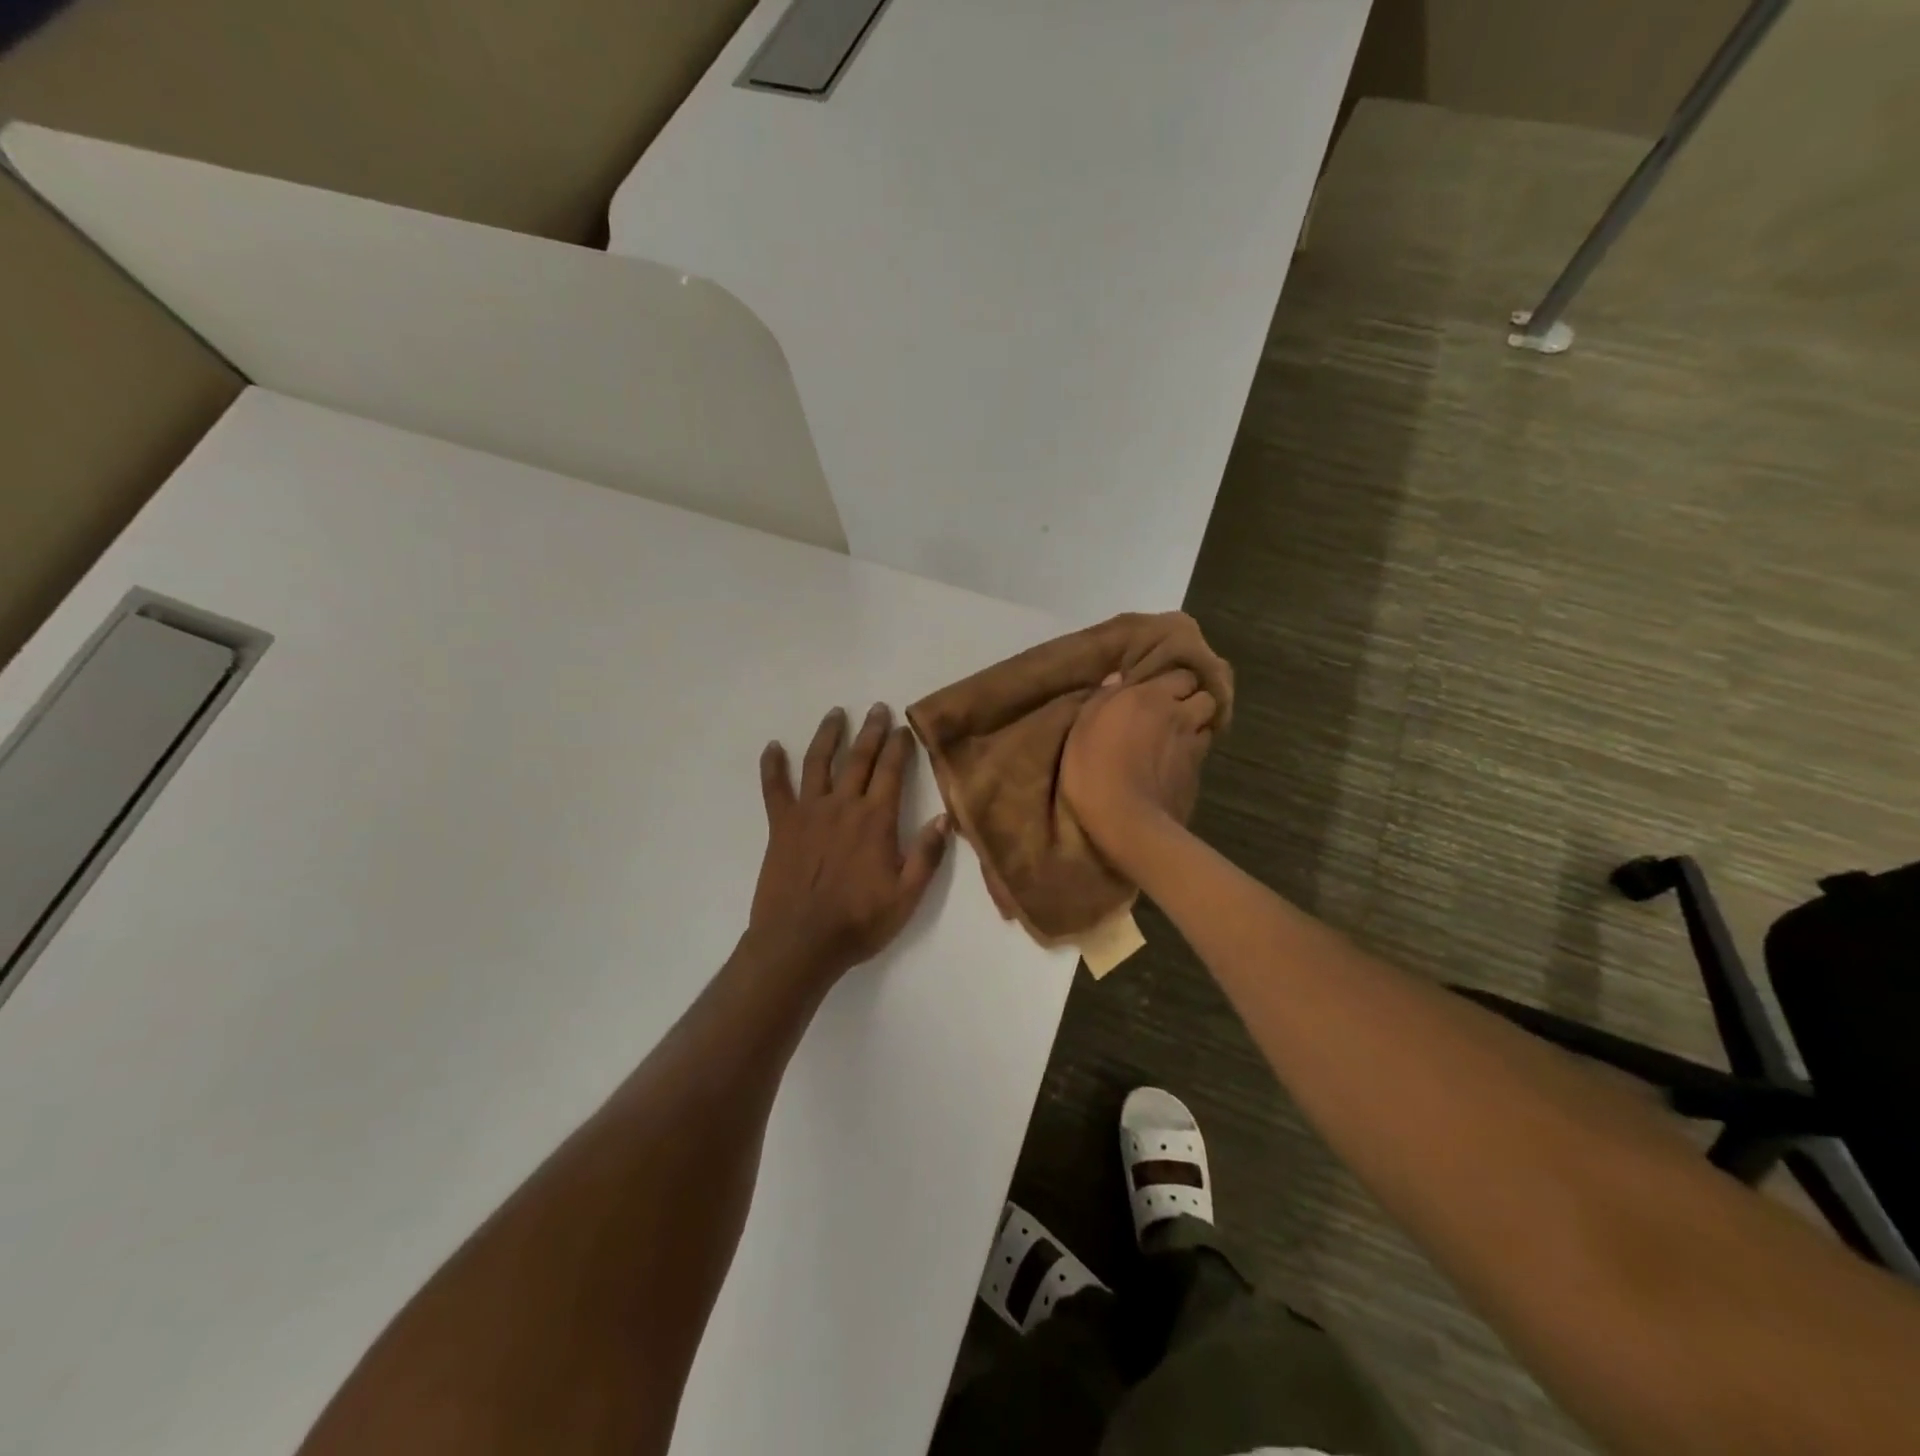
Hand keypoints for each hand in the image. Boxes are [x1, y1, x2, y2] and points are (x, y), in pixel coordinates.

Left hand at [747, 704, 952, 986]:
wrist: (800, 943)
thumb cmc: (858, 922)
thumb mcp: (906, 897)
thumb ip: (927, 855)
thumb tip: (944, 817)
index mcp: (876, 820)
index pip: (891, 771)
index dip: (900, 746)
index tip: (905, 727)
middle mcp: (842, 806)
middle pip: (858, 758)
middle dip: (871, 731)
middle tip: (878, 708)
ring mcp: (808, 812)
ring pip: (817, 762)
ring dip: (828, 735)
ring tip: (836, 714)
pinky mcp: (781, 825)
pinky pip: (774, 788)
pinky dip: (772, 766)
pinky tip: (772, 747)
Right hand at [1061, 670, 1219, 855]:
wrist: (1126, 821)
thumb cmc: (1094, 768)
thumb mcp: (1083, 726)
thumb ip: (1102, 697)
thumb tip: (1118, 678)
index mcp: (1152, 696)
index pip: (1181, 675)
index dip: (1171, 683)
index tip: (1156, 692)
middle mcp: (1180, 715)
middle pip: (1204, 697)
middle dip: (1193, 701)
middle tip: (1172, 713)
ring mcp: (1194, 746)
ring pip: (1207, 725)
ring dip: (1196, 727)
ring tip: (1177, 739)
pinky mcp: (1198, 776)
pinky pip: (1201, 754)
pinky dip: (1192, 755)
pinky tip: (1174, 765)